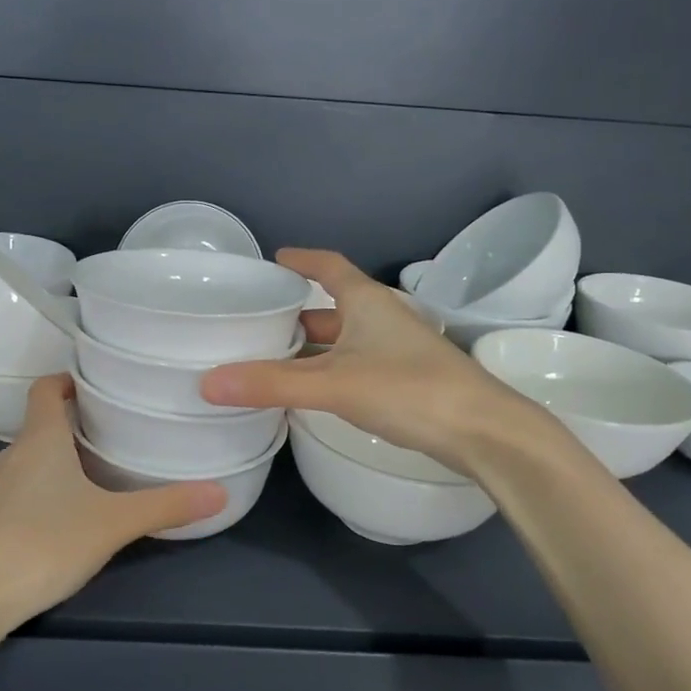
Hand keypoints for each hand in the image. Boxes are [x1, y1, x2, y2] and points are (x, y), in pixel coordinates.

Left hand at [0, 375, 225, 625]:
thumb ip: (166, 506)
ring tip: (105, 463)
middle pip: (43, 420)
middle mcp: (14, 453)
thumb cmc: (46, 542)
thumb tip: (220, 492)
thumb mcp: (114, 522)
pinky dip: (51, 482)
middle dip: (78, 419)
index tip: (99, 384)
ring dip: (65, 452)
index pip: (44, 388)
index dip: (68, 379)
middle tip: (119, 425)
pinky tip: (76, 507)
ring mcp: (0, 487)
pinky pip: (27, 483)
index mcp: (40, 438)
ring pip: (35, 454)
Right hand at [200, 249, 559, 473]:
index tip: (273, 259)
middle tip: (255, 321)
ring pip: (343, 340)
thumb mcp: (333, 384)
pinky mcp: (403, 381)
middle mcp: (382, 318)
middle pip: (332, 306)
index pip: (329, 266)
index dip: (302, 259)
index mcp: (367, 301)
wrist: (483, 431)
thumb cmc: (409, 389)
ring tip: (269, 358)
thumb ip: (271, 383)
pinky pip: (352, 366)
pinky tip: (307, 391)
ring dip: (310, 348)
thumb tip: (207, 383)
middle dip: (296, 312)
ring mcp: (396, 350)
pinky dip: (326, 372)